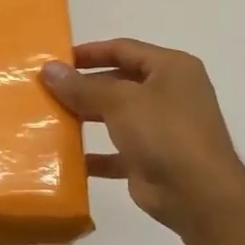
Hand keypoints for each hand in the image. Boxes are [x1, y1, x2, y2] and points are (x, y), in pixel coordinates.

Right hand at [42, 38, 244, 233]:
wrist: (198, 194)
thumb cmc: (164, 132)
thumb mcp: (120, 101)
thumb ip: (82, 86)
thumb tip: (48, 69)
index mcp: (171, 69)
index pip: (123, 49)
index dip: (89, 52)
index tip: (56, 59)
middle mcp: (170, 94)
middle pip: (118, 82)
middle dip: (83, 86)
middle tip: (47, 89)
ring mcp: (162, 128)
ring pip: (116, 116)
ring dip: (86, 117)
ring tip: (50, 117)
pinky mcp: (152, 159)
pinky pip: (116, 152)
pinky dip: (94, 154)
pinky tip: (66, 156)